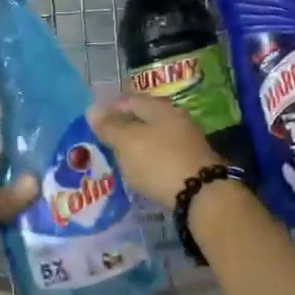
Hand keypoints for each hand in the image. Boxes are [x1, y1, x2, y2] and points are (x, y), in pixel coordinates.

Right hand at [86, 96, 222, 208]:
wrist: (202, 194)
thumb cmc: (158, 161)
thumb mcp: (127, 142)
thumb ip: (109, 126)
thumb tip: (92, 108)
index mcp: (160, 109)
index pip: (131, 99)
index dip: (111, 107)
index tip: (95, 122)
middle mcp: (177, 120)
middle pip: (146, 118)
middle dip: (125, 127)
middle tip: (105, 141)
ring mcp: (187, 142)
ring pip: (156, 138)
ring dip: (138, 146)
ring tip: (121, 159)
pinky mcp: (192, 164)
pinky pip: (164, 156)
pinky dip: (150, 161)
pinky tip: (142, 172)